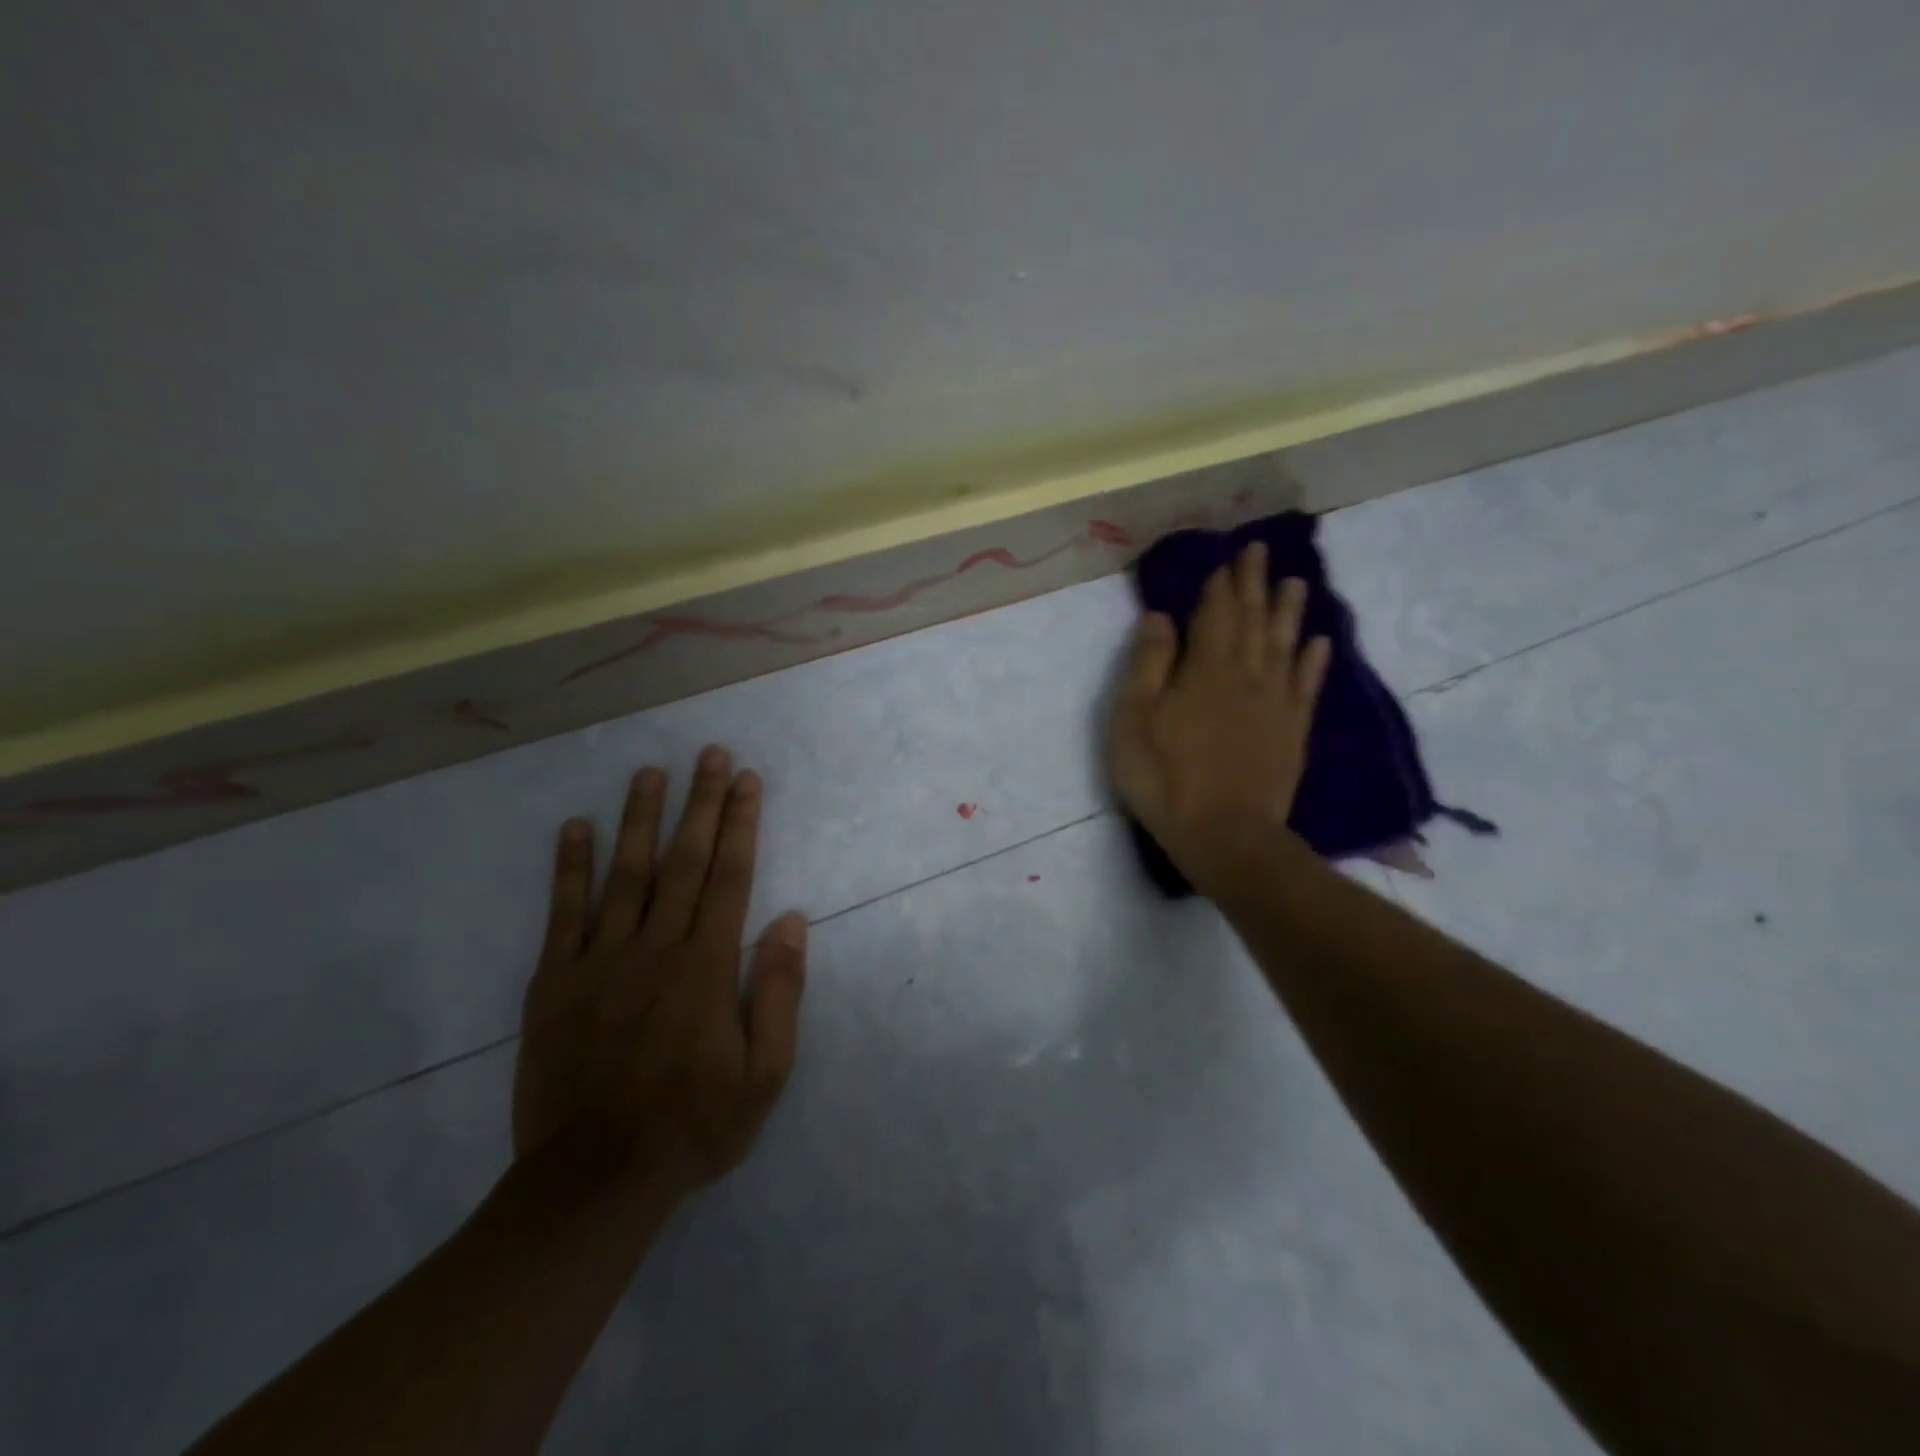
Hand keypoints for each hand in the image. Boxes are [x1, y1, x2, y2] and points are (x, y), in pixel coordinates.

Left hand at [513, 746, 806, 1193]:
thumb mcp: (764, 1074)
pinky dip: (569, 868)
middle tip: (710, 754)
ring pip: (625, 874)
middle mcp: (655, 948)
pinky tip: (574, 828)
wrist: (593, 1181)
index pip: (730, 877)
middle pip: (684, 861)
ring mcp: (599, 961)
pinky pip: (562, 914)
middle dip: (700, 803)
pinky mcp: (554, 983)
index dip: (741, 824)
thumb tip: (790, 920)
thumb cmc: (692, 1126)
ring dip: (640, 818)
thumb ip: (777, 993)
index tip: (747, 781)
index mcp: (706, 966)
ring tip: (649, 772)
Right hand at [1108, 542, 1330, 895]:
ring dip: (1289, 611)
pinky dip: (1314, 659)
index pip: (1216, 613)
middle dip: (1255, 584)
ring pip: (1285, 644)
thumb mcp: (1133, 720)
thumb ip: (1147, 664)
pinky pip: (1308, 685)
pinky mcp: (1292, 731)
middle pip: (1253, 620)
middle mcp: (1246, 674)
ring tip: (1296, 582)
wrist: (1224, 835)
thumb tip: (1160, 616)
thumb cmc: (1165, 777)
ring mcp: (1275, 703)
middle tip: (1261, 552)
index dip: (1221, 584)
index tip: (1229, 556)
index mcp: (1205, 668)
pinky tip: (1319, 642)